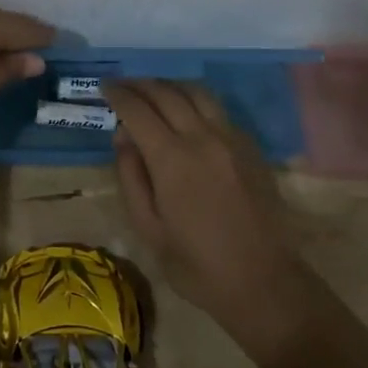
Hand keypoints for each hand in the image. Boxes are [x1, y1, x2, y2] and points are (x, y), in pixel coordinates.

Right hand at [105, 80, 298, 321]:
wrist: (263, 282)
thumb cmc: (196, 264)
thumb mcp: (148, 227)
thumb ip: (131, 177)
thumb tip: (123, 138)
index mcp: (172, 159)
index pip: (138, 110)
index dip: (118, 94)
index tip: (104, 87)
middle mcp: (202, 138)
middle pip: (167, 93)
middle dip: (140, 84)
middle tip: (123, 85)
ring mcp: (232, 140)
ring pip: (197, 93)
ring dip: (170, 86)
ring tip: (154, 92)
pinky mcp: (251, 148)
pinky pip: (219, 111)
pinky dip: (196, 102)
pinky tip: (187, 115)